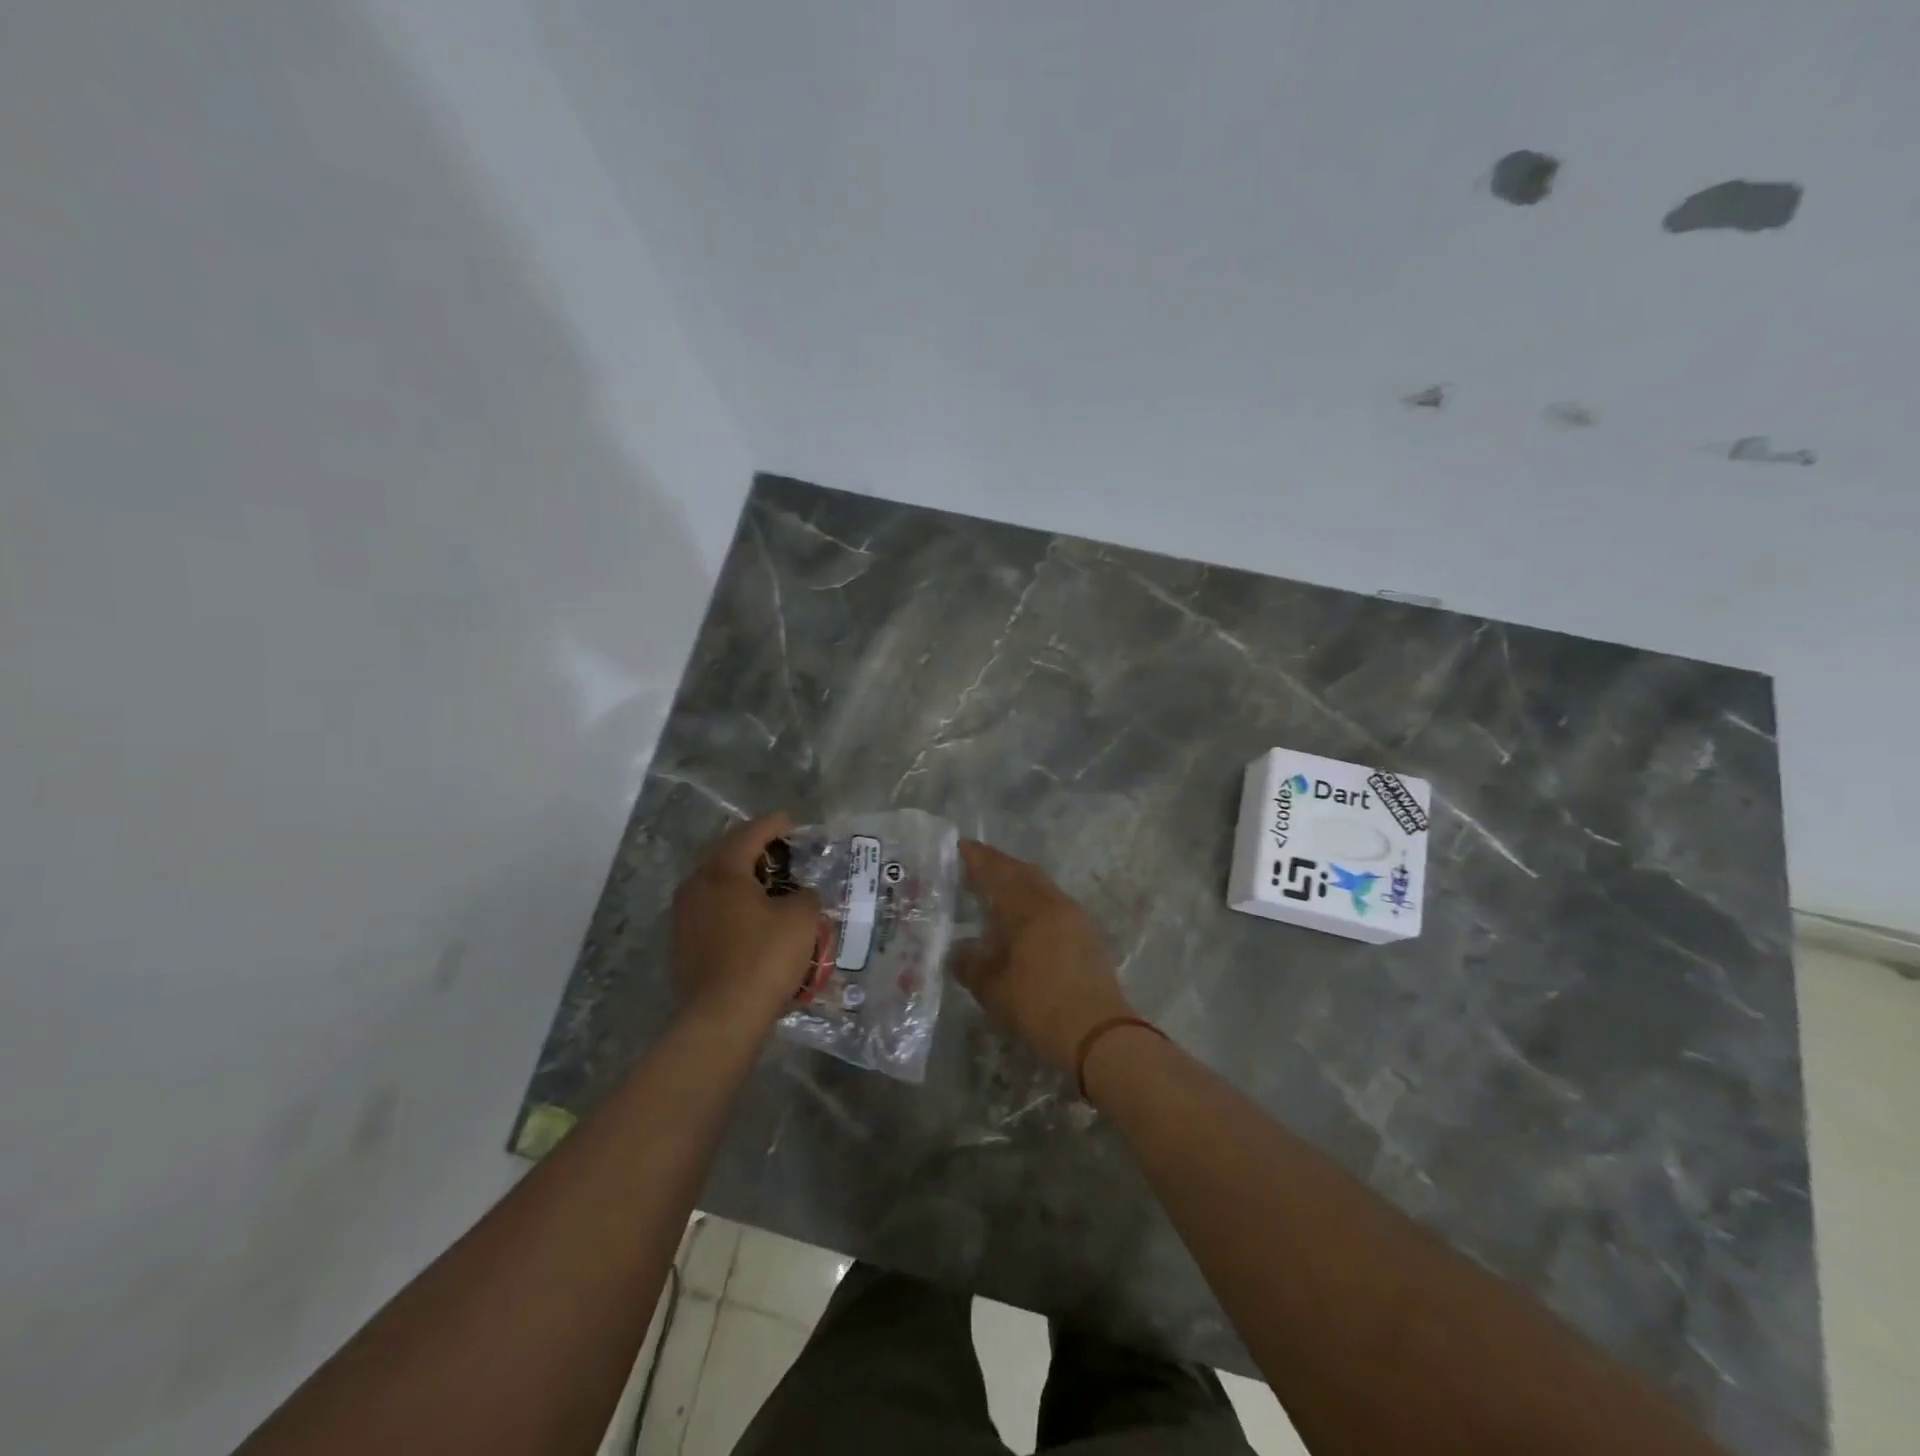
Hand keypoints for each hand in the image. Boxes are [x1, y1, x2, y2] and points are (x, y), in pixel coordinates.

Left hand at [672, 813, 821, 1028]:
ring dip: (741, 877)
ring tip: (768, 884)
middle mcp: (696, 886)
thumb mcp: (801, 919)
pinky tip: (750, 918)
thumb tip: (800, 895)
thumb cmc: (764, 958)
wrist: (721, 1018)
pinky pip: (710, 910)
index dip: (775, 824)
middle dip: (754, 848)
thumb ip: (806, 896)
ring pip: (714, 883)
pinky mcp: (681, 944)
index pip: (750, 833)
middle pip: (726, 854)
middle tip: (781, 850)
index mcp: (723, 870)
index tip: (793, 822)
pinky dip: (731, 904)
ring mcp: (683, 916)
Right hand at [955, 840, 1134, 1070]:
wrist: (1098, 1033)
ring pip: (1041, 887)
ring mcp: (1075, 917)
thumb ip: (972, 965)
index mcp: (1028, 907)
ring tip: (996, 890)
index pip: (998, 872)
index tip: (961, 846)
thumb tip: (960, 953)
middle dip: (999, 865)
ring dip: (1018, 882)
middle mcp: (1053, 903)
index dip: (978, 859)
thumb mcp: (993, 989)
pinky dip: (1033, 901)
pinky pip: (1053, 903)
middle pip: (1023, 872)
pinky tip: (1023, 919)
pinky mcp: (1087, 935)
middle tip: (976, 865)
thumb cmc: (1039, 1005)